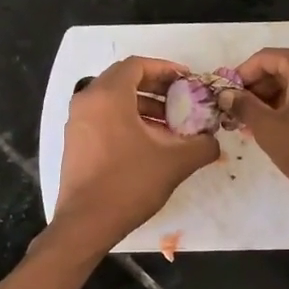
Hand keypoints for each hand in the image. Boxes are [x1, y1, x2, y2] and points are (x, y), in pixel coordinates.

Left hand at [52, 56, 218, 253]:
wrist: (87, 223)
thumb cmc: (130, 183)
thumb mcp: (175, 162)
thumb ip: (202, 145)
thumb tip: (213, 141)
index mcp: (108, 96)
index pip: (137, 65)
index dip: (165, 69)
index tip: (187, 81)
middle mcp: (87, 101)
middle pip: (124, 80)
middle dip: (156, 87)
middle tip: (181, 100)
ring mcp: (77, 122)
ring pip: (113, 101)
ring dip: (143, 106)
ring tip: (170, 126)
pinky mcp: (75, 142)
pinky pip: (103, 118)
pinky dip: (126, 121)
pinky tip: (149, 143)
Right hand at [223, 46, 288, 281]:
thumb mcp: (269, 129)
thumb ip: (244, 106)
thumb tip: (226, 95)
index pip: (264, 58)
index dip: (241, 76)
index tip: (226, 97)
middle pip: (283, 68)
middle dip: (258, 89)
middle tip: (239, 114)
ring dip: (275, 100)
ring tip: (256, 125)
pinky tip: (282, 128)